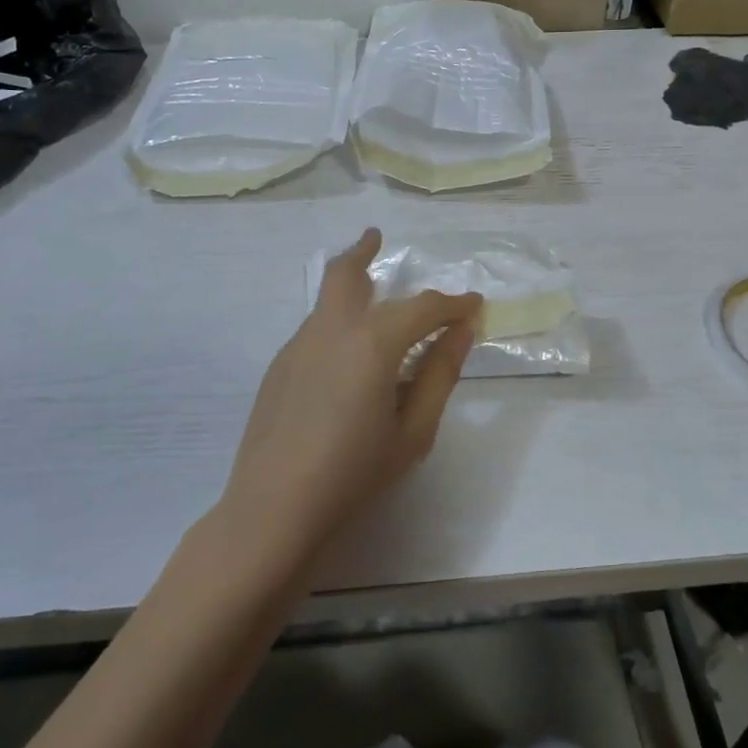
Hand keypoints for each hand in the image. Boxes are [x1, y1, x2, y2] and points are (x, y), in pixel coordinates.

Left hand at [221, 228, 482, 560]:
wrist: (273, 509)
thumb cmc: (354, 473)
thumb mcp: (412, 431)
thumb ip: (439, 375)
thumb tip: (462, 334)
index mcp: (372, 342)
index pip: (423, 308)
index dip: (453, 304)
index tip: (474, 305)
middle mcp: (331, 330)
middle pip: (346, 273)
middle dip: (364, 251)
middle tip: (376, 238)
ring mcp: (297, 346)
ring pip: (327, 299)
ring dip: (350, 286)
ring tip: (370, 292)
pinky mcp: (278, 367)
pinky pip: (315, 329)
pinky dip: (337, 322)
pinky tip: (347, 358)